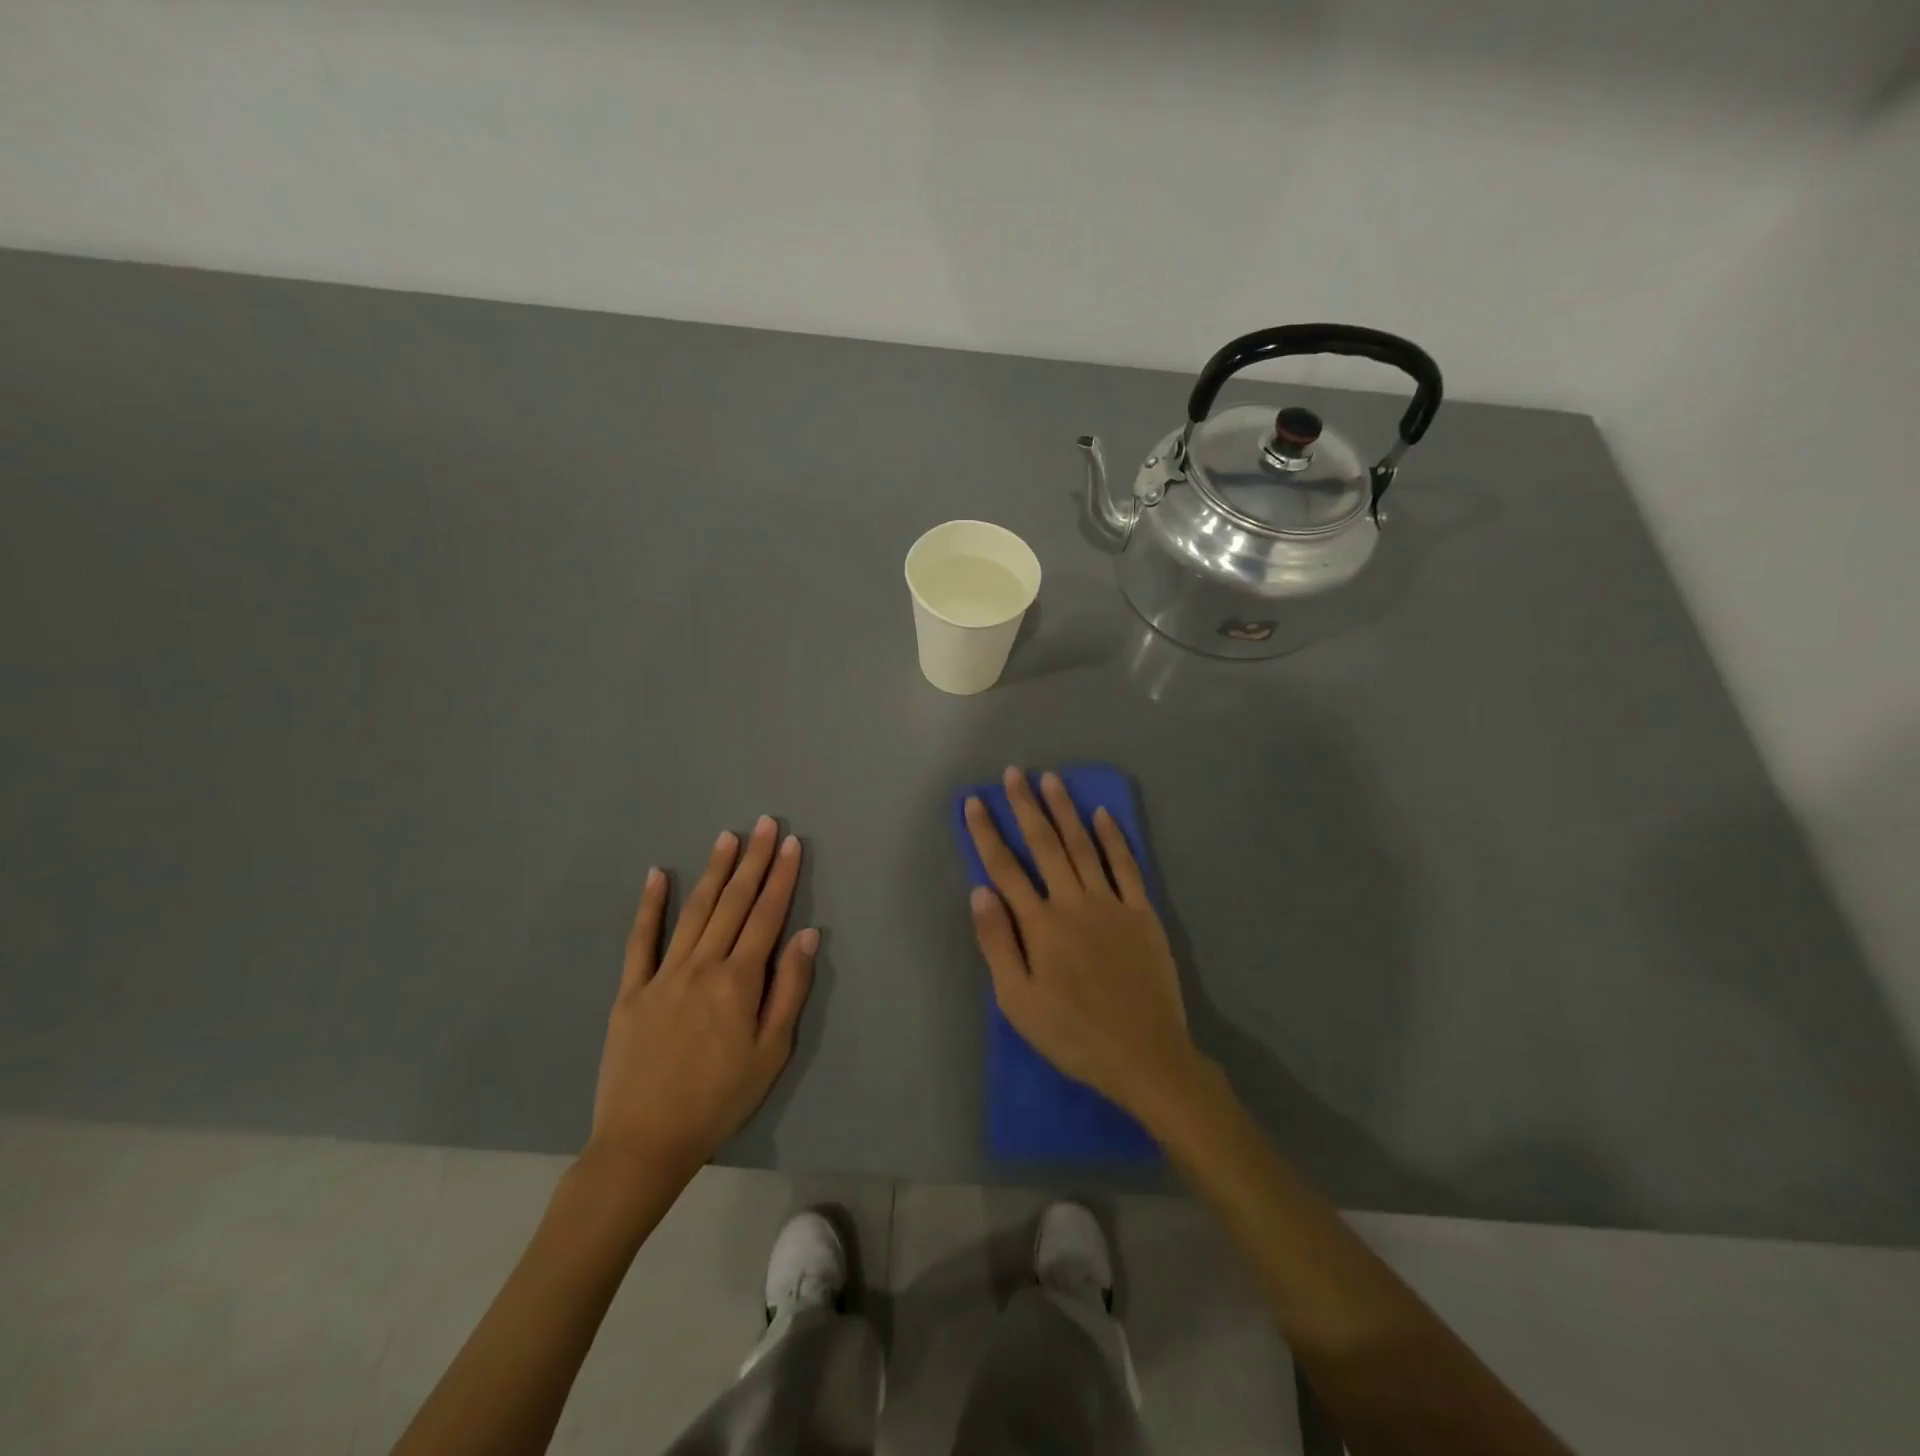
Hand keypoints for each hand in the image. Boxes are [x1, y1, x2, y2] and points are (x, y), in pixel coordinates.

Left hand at [588, 816, 817, 1181]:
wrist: (645, 1142)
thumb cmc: (720, 1100)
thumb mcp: (771, 1053)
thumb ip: (789, 990)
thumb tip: (806, 935)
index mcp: (738, 981)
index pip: (766, 915)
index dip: (781, 877)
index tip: (790, 843)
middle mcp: (702, 965)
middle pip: (733, 903)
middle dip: (753, 860)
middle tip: (765, 823)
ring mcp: (662, 974)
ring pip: (695, 911)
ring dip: (714, 871)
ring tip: (727, 837)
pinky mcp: (631, 990)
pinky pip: (641, 940)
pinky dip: (650, 905)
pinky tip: (658, 875)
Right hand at [964, 768, 1202, 1120]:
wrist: (1145, 1056)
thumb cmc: (1073, 1034)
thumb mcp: (1017, 1001)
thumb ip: (997, 942)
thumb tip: (979, 891)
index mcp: (1040, 924)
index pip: (1005, 868)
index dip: (986, 832)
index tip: (974, 801)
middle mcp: (1073, 902)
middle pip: (1045, 844)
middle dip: (1026, 806)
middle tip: (1015, 773)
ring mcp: (1112, 904)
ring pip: (1084, 845)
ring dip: (1066, 810)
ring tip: (1052, 779)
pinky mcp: (1142, 913)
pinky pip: (1127, 866)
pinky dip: (1115, 837)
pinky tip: (1104, 814)